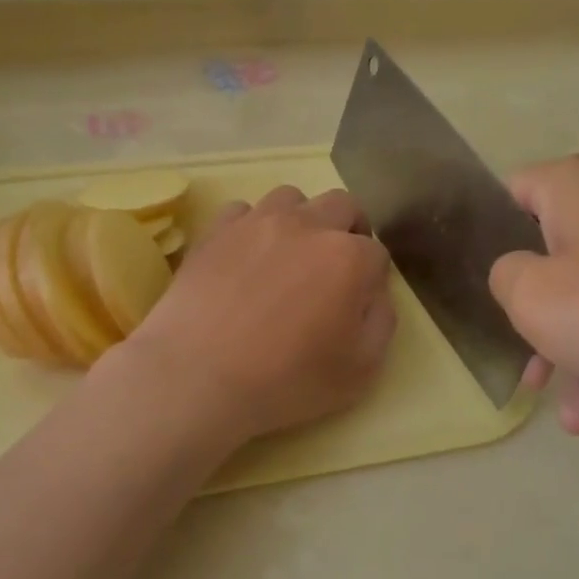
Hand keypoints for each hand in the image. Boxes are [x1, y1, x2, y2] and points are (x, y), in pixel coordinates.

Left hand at [121, 186, 396, 447]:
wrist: (196, 376)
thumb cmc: (285, 381)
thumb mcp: (360, 371)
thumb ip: (381, 322)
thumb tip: (373, 293)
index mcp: (348, 258)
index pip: (377, 253)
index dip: (372, 278)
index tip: (358, 302)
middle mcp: (306, 226)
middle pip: (342, 206)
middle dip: (347, 230)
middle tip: (334, 269)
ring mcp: (256, 222)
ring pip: (291, 197)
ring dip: (300, 220)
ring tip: (287, 255)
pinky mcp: (215, 230)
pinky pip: (242, 210)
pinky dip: (251, 227)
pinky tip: (243, 257)